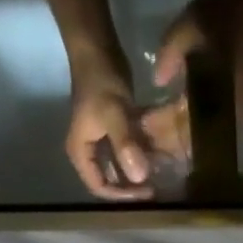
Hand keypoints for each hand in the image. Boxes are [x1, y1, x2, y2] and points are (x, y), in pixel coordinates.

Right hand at [66, 47, 152, 201]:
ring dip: (139, 171)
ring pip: (121, 166)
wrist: (97, 48)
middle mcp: (89, 151)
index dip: (122, 194)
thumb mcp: (114, 114)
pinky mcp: (114, 130)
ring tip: (161, 175)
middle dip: (132, 186)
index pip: (100, 187)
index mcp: (81, 153)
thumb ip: (125, 146)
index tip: (146, 192)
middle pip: (111, 180)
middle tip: (157, 187)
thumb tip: (140, 178)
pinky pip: (128, 150)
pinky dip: (142, 154)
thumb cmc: (101, 81)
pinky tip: (160, 155)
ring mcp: (101, 140)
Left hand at [140, 0, 242, 158]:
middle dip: (169, 139)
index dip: (159, 128)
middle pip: (195, 139)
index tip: (138, 127)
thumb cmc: (234, 11)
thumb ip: (170, 53)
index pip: (181, 126)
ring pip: (209, 135)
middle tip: (145, 136)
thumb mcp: (192, 22)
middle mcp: (233, 115)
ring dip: (185, 134)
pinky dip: (200, 124)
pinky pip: (220, 124)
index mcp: (218, 98)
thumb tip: (158, 82)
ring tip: (160, 131)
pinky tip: (185, 117)